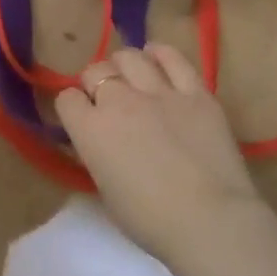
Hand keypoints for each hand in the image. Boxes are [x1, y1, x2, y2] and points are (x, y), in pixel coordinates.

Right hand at [55, 45, 263, 260]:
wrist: (210, 221)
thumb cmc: (150, 221)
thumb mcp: (106, 190)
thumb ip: (98, 154)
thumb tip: (102, 141)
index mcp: (90, 131)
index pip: (67, 99)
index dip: (72, 107)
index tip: (81, 118)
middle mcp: (119, 102)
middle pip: (96, 71)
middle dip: (95, 82)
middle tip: (106, 99)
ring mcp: (160, 93)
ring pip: (130, 57)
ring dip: (123, 64)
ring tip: (129, 75)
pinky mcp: (196, 93)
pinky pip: (174, 58)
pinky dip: (160, 54)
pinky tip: (156, 57)